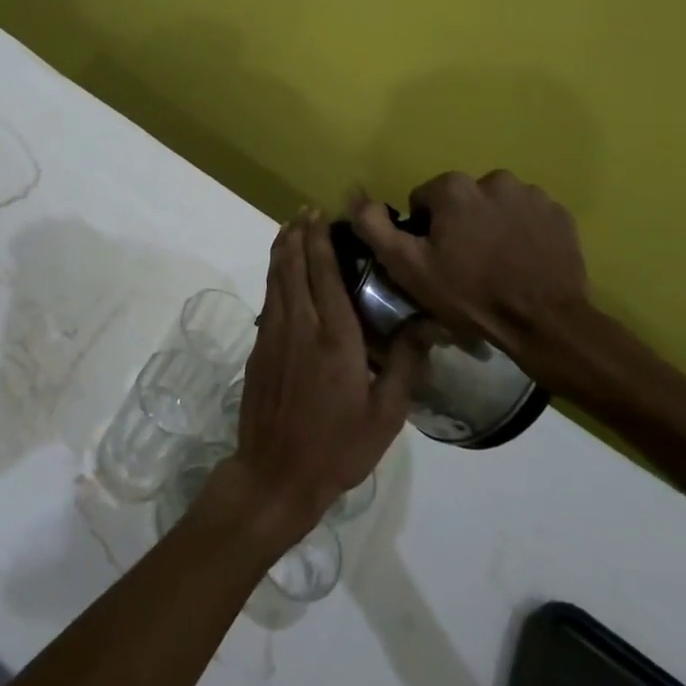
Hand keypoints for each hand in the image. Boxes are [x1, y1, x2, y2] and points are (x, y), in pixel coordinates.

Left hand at [205, 215, 424, 555]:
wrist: (275, 474)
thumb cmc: (337, 448)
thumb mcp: (385, 415)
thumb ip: (405, 365)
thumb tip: (426, 324)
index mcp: (335, 338)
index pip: (325, 275)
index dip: (321, 241)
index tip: (322, 214)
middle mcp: (300, 326)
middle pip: (294, 267)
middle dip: (299, 235)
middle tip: (305, 211)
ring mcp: (273, 335)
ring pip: (276, 279)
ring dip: (282, 249)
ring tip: (290, 227)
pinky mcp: (258, 348)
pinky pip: (268, 299)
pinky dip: (274, 276)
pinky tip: (280, 272)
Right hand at [349, 172, 659, 406]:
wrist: (545, 324)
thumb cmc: (470, 294)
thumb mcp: (408, 267)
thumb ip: (375, 226)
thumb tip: (356, 195)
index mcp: (454, 188)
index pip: (423, 200)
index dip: (424, 231)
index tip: (435, 259)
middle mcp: (493, 179)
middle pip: (461, 200)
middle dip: (459, 224)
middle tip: (465, 264)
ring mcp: (532, 195)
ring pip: (496, 206)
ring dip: (491, 225)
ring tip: (497, 264)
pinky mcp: (560, 214)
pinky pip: (529, 216)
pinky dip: (522, 231)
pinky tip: (523, 262)